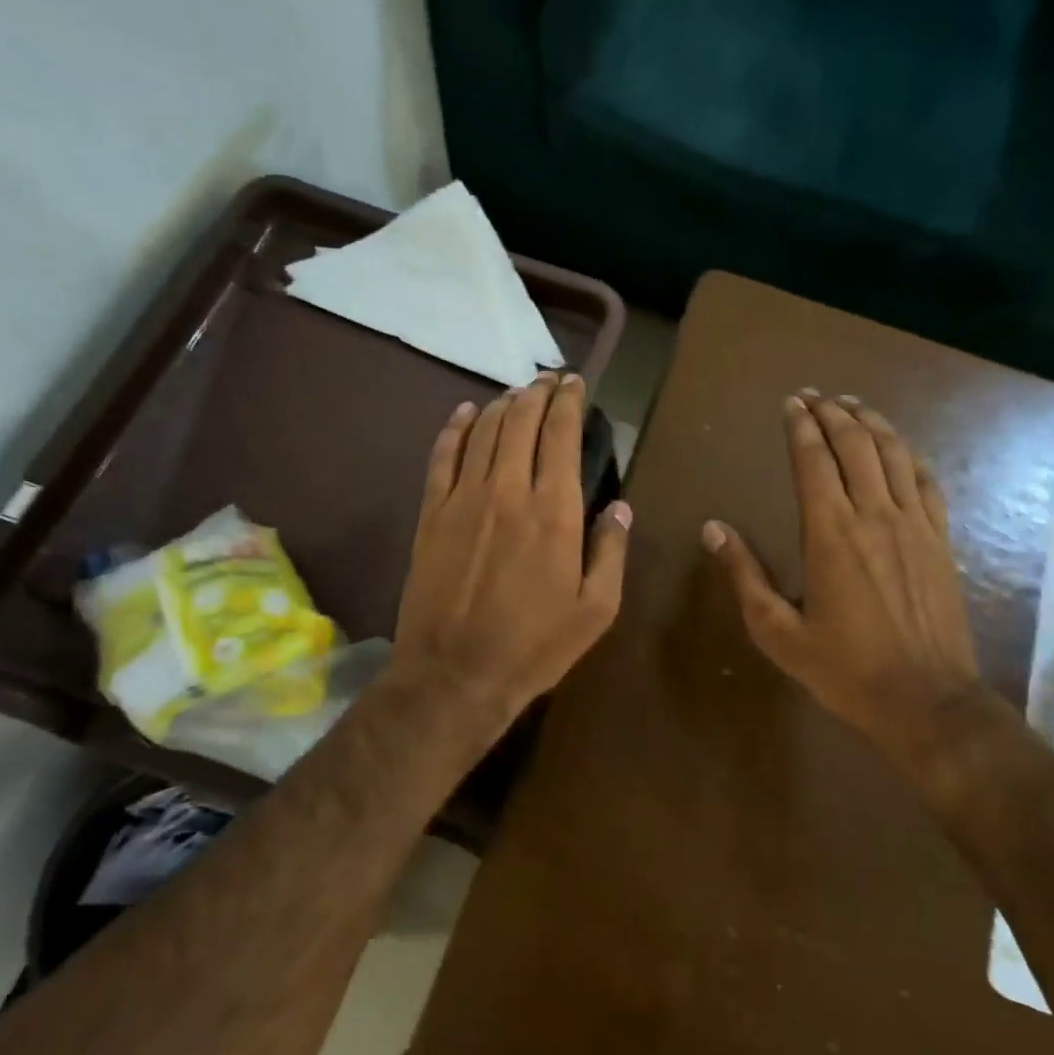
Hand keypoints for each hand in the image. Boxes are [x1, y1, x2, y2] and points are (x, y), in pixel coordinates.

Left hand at [392, 371, 630, 739]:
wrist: (454, 675)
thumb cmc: (534, 647)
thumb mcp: (596, 610)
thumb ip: (611, 551)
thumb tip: (621, 507)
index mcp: (554, 512)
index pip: (561, 435)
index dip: (568, 401)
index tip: (574, 383)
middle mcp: (508, 490)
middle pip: (520, 421)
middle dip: (537, 392)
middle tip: (548, 379)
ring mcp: (463, 498)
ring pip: (483, 431)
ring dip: (502, 404)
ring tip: (516, 393)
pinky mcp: (432, 513)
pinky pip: (442, 456)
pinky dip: (454, 428)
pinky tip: (464, 413)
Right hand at [702, 393, 983, 770]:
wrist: (927, 701)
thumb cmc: (845, 670)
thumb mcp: (777, 632)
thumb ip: (744, 575)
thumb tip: (712, 529)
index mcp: (829, 534)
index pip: (814, 461)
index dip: (801, 427)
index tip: (791, 404)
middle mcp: (873, 516)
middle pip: (854, 446)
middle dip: (832, 414)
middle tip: (815, 396)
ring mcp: (914, 525)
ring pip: (893, 455)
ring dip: (871, 423)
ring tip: (853, 405)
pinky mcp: (940, 541)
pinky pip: (927, 483)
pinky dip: (909, 455)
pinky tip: (899, 446)